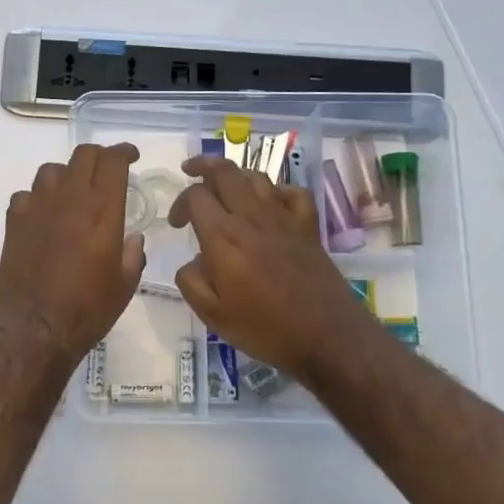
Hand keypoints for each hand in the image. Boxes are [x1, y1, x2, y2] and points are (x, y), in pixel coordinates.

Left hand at [0, 143, 144, 364]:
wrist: (35, 328)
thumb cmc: (87, 309)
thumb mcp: (125, 285)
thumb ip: (133, 255)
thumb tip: (133, 239)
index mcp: (102, 210)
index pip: (113, 161)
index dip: (124, 152)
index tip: (131, 157)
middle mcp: (70, 199)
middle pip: (83, 155)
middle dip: (99, 156)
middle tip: (107, 170)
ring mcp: (37, 207)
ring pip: (52, 170)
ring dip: (67, 174)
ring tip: (74, 192)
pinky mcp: (14, 221)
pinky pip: (27, 194)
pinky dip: (39, 198)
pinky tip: (44, 215)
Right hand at [168, 156, 374, 383]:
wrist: (327, 337)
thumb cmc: (265, 329)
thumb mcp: (212, 315)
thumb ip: (191, 281)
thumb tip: (193, 261)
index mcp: (223, 237)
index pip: (196, 196)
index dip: (180, 203)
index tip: (176, 224)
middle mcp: (252, 218)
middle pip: (225, 172)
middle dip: (203, 166)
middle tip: (190, 170)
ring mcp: (284, 219)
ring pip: (257, 177)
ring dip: (236, 175)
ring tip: (225, 185)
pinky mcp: (308, 228)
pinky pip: (293, 193)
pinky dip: (277, 190)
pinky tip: (270, 202)